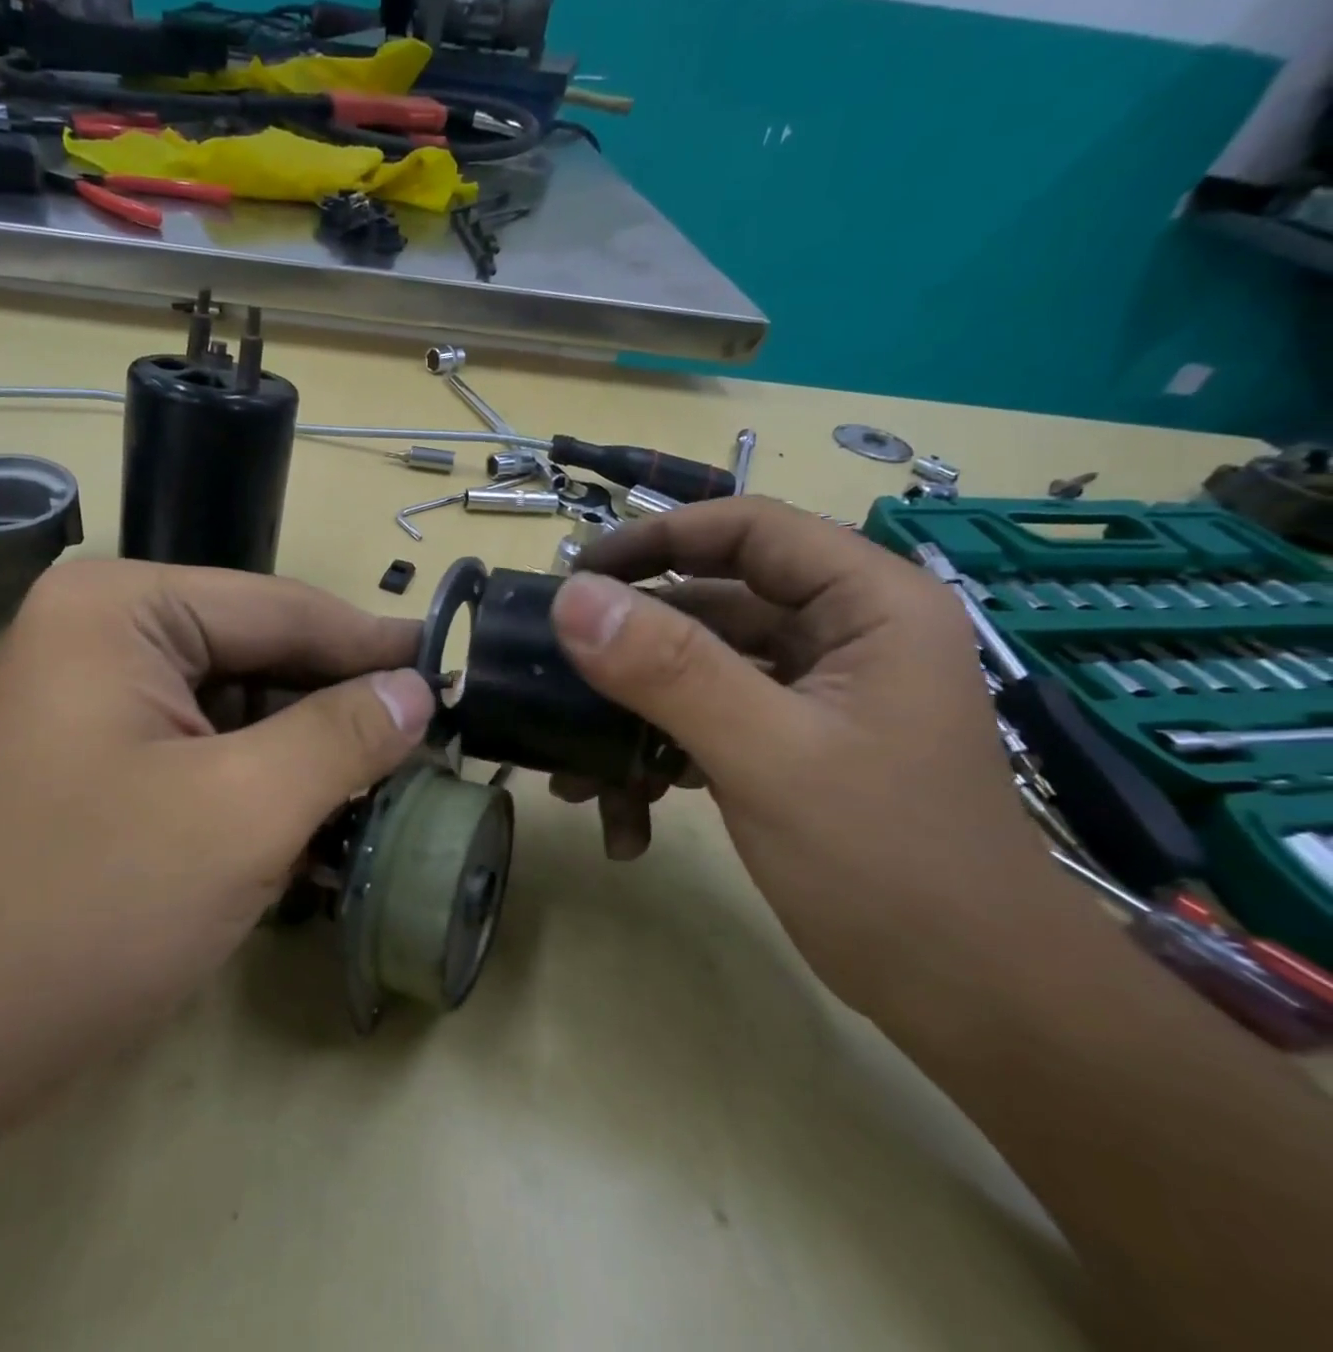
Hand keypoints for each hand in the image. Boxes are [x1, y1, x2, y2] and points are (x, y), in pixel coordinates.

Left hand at [0, 560, 434, 1075]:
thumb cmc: (85, 909)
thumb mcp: (243, 811)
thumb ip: (343, 734)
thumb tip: (418, 690)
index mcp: (122, 608)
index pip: (282, 608)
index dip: (374, 645)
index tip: (454, 674)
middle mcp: (101, 634)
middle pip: (258, 657)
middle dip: (339, 707)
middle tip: (430, 745)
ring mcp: (91, 701)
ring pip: (236, 711)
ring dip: (305, 755)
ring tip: (384, 790)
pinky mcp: (93, 763)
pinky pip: (202, 753)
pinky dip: (260, 787)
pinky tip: (314, 827)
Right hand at [547, 498, 1070, 1018]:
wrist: (974, 1002)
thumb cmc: (890, 865)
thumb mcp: (767, 755)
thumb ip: (669, 669)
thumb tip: (572, 598)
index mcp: (868, 605)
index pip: (748, 529)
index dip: (657, 538)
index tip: (577, 576)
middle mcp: (843, 635)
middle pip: (712, 602)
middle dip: (630, 647)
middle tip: (556, 672)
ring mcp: (813, 695)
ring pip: (699, 671)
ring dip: (634, 717)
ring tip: (577, 774)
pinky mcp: (790, 746)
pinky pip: (706, 723)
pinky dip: (660, 758)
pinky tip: (627, 816)